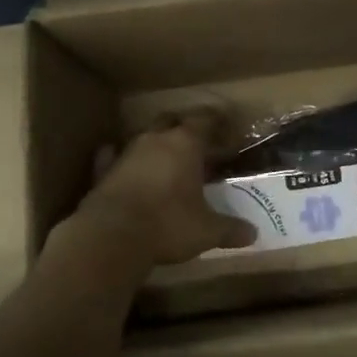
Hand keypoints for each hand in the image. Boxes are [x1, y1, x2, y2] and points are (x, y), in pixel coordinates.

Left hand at [76, 111, 258, 265]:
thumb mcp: (207, 231)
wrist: (111, 236)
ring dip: (154, 144)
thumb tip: (253, 234)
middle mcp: (155, 140)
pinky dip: (117, 158)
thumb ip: (230, 229)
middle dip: (183, 127)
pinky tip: (119, 162)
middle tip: (196, 142)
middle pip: (171, 120)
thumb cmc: (168, 224)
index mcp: (185, 144)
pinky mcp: (103, 172)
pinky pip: (111, 157)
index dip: (216, 122)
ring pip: (143, 137)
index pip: (205, 120)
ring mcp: (125, 153)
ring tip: (165, 158)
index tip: (226, 128)